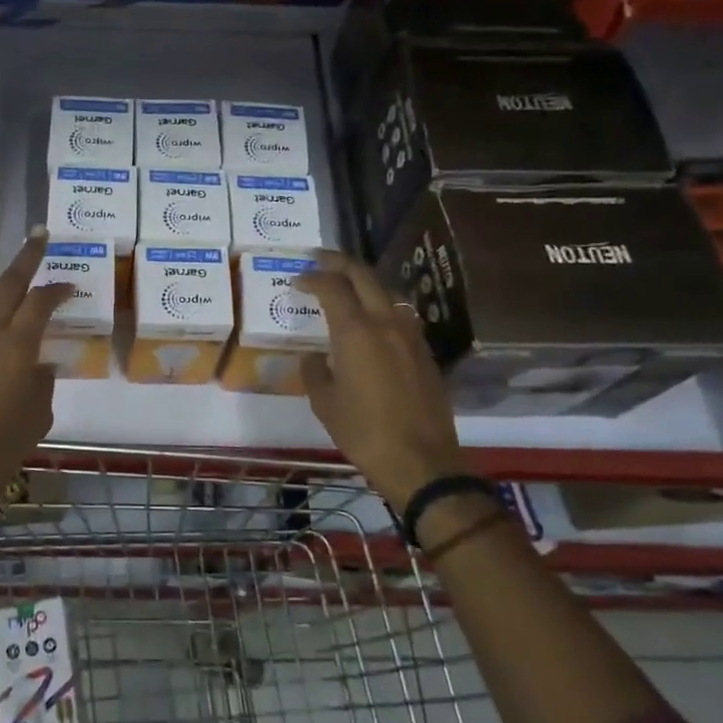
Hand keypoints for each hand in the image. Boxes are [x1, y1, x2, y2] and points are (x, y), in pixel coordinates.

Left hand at [0, 231, 73, 499]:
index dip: (56, 289)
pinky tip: (0, 315)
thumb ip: (42, 381)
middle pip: (7, 285)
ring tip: (20, 271)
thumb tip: (40, 365)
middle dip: (25, 258)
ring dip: (5, 282)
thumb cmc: (4, 442)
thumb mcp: (38, 413)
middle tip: (39, 236)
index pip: (39, 302)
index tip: (70, 284)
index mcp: (16, 345)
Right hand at [296, 251, 468, 515]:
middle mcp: (386, 323)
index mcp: (356, 332)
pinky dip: (382, 307)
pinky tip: (372, 322)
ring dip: (365, 283)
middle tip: (321, 260)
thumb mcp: (324, 402)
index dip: (313, 277)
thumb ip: (314, 371)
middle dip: (340, 263)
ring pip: (387, 293)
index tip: (298, 280)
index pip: (332, 287)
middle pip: (364, 276)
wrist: (420, 462)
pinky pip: (401, 316)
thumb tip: (314, 357)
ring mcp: (411, 336)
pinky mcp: (425, 353)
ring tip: (347, 288)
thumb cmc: (363, 431)